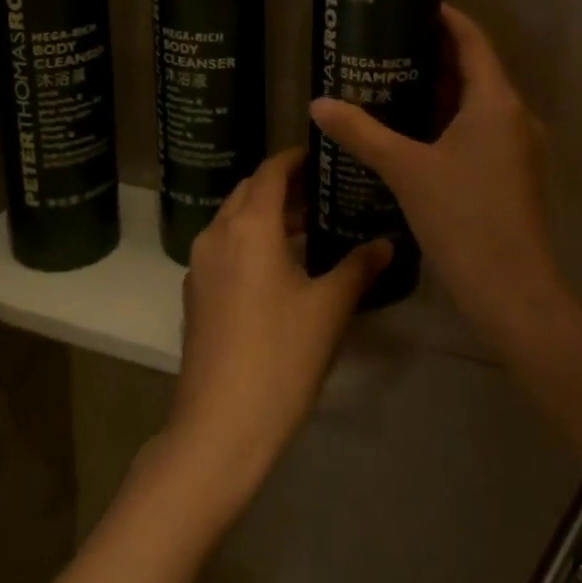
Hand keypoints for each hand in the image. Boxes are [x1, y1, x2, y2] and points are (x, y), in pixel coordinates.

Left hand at [163, 149, 389, 514]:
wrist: (219, 426)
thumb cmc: (281, 356)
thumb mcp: (329, 308)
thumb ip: (359, 267)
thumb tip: (386, 242)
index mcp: (249, 226)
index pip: (270, 172)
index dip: (295, 159)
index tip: (322, 156)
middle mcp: (217, 234)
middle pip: (248, 192)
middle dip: (282, 186)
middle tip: (322, 192)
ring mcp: (199, 265)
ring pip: (233, 221)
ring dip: (265, 215)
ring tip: (308, 229)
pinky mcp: (194, 294)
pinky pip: (224, 248)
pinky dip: (249, 242)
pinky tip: (278, 269)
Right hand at [309, 5, 563, 338]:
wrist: (511, 290)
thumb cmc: (462, 217)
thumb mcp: (405, 169)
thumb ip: (361, 132)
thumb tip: (318, 102)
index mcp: (495, 102)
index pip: (472, 40)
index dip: (445, 18)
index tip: (412, 4)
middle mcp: (514, 116)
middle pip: (474, 70)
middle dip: (433, 55)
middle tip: (387, 44)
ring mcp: (517, 147)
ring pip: (476, 104)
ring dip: (439, 91)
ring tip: (392, 82)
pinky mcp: (512, 174)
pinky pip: (479, 131)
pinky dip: (449, 121)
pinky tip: (413, 132)